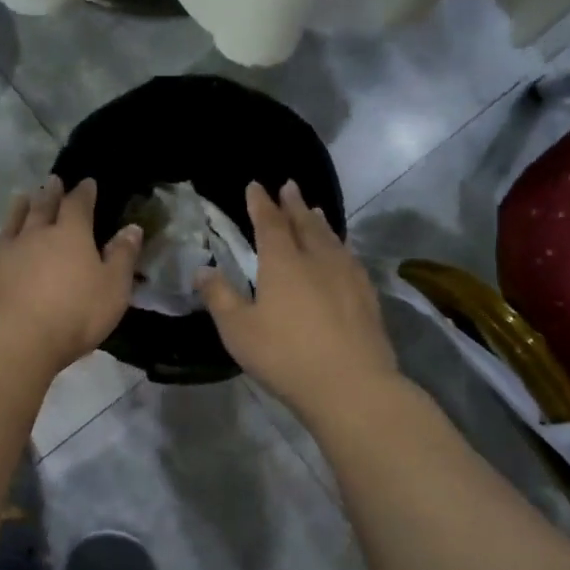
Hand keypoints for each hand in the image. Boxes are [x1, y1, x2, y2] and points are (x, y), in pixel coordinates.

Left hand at [0, 176, 142, 375]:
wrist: (14, 340)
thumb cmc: (74, 314)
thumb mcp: (113, 289)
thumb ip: (123, 257)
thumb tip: (132, 228)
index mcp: (71, 235)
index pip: (78, 206)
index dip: (84, 193)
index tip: (87, 183)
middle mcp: (35, 236)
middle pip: (42, 208)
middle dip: (50, 194)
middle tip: (52, 181)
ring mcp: (5, 253)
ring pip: (12, 224)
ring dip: (18, 209)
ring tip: (20, 197)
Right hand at [197, 181, 397, 419]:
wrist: (351, 384)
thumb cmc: (285, 355)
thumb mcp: (238, 330)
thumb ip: (219, 297)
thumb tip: (202, 269)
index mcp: (283, 263)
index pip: (269, 223)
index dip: (260, 203)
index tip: (255, 185)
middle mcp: (317, 259)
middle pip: (304, 223)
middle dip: (293, 204)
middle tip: (289, 186)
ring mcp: (347, 276)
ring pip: (331, 238)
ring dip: (319, 221)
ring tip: (315, 210)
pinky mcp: (367, 296)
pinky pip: (350, 257)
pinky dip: (340, 245)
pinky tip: (342, 252)